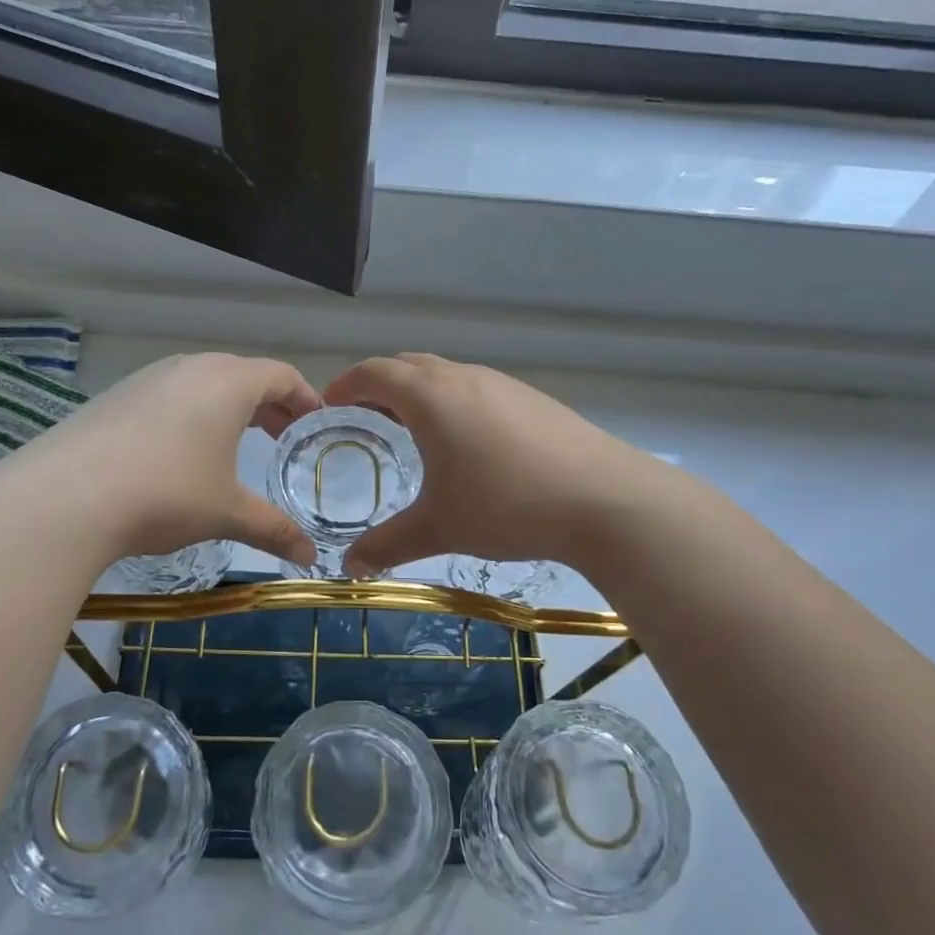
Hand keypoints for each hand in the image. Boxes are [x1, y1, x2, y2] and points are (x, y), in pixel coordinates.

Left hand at [0, 353, 322, 567]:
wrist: (64, 498)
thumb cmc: (166, 494)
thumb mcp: (226, 513)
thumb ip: (274, 529)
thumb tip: (310, 555)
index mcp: (228, 383)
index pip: (282, 376)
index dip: (305, 399)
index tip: (316, 423)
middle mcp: (190, 367)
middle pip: (243, 375)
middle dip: (269, 404)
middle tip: (282, 437)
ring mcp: (148, 378)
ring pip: (202, 383)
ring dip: (227, 408)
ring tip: (233, 443)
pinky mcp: (115, 396)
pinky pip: (168, 395)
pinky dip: (189, 414)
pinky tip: (178, 452)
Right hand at [322, 354, 665, 576]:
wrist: (605, 499)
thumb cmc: (507, 506)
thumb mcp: (439, 528)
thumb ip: (388, 545)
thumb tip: (349, 568)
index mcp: (430, 397)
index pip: (374, 373)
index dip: (345, 384)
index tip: (330, 404)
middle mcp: (463, 378)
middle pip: (408, 365)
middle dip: (379, 384)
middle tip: (364, 416)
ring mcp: (502, 384)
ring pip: (445, 374)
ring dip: (418, 392)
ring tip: (411, 429)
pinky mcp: (532, 398)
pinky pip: (476, 388)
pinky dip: (452, 401)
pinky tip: (467, 443)